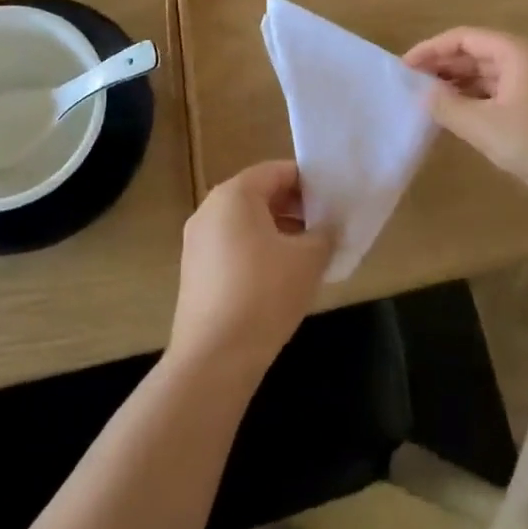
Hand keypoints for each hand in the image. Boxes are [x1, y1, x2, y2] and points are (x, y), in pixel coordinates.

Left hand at [169, 161, 333, 378]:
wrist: (214, 357)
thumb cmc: (265, 293)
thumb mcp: (309, 259)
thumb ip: (325, 234)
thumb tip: (328, 227)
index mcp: (234, 194)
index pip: (277, 171)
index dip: (309, 182)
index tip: (333, 201)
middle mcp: (210, 209)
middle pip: (259, 194)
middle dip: (294, 207)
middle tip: (325, 226)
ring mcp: (197, 241)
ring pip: (245, 222)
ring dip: (278, 230)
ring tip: (308, 254)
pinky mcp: (194, 270)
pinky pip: (232, 246)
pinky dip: (257, 251)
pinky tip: (280, 278)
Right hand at [404, 26, 527, 212]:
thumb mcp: (484, 126)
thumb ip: (447, 106)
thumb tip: (422, 93)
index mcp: (514, 53)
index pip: (463, 37)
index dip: (431, 49)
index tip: (404, 67)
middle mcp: (524, 60)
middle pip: (474, 52)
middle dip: (441, 65)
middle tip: (410, 83)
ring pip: (485, 73)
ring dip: (455, 82)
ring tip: (426, 99)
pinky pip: (495, 92)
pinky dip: (472, 98)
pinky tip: (454, 114)